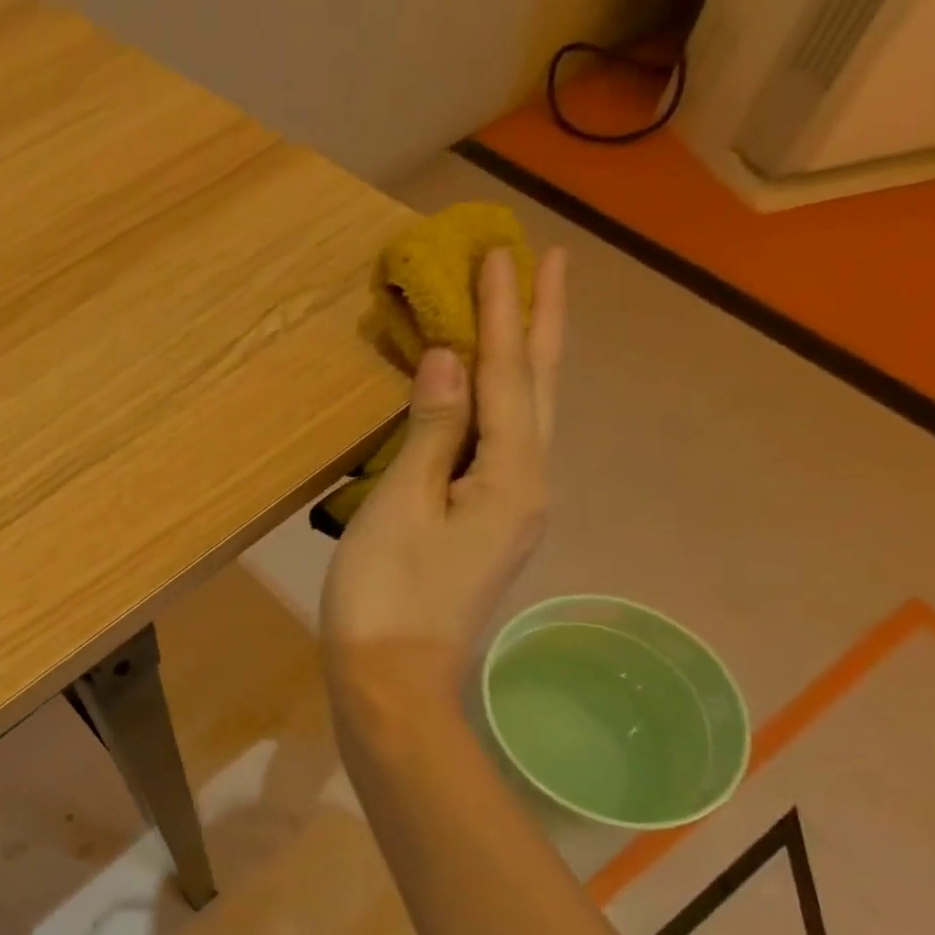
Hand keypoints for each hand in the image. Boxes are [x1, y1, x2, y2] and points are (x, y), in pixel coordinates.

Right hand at [321, 246, 565, 727]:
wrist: (392, 683)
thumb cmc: (387, 595)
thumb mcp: (402, 506)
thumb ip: (433, 431)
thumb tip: (451, 360)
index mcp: (512, 476)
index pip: (507, 376)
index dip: (501, 314)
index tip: (500, 251)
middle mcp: (528, 487)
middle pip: (537, 391)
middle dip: (539, 325)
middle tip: (547, 263)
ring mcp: (511, 512)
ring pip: (526, 419)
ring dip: (526, 362)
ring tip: (527, 315)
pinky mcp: (486, 530)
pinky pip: (502, 447)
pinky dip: (501, 406)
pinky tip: (491, 398)